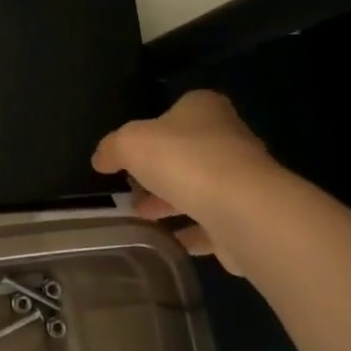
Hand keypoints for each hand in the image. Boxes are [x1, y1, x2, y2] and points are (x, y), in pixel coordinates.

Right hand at [91, 91, 276, 273]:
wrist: (242, 211)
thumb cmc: (183, 160)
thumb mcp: (130, 143)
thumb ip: (112, 148)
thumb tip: (101, 160)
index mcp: (205, 108)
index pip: (178, 110)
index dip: (153, 129)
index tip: (131, 152)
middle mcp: (230, 138)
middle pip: (188, 152)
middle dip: (159, 171)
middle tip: (131, 189)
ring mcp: (244, 180)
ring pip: (200, 189)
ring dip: (172, 203)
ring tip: (141, 217)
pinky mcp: (249, 217)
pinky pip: (213, 224)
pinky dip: (191, 232)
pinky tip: (168, 241)